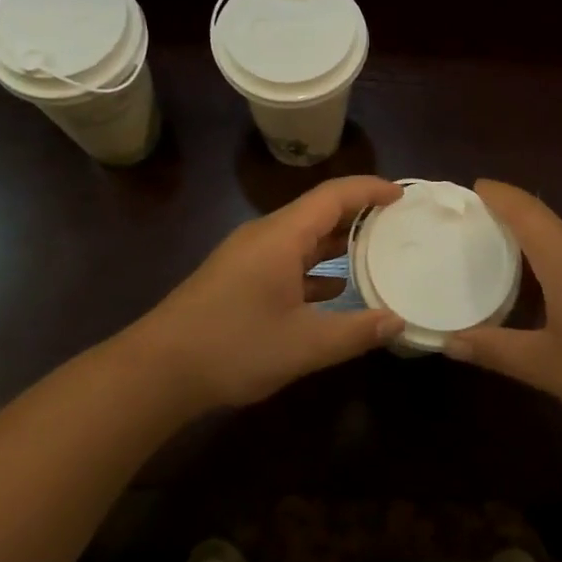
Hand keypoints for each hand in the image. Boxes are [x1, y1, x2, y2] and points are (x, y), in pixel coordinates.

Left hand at [126, 176, 404, 413]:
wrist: (158, 370)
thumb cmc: (234, 347)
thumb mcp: (304, 345)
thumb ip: (356, 331)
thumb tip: (397, 321)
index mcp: (281, 237)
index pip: (334, 196)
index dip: (370, 190)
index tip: (403, 196)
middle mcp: (264, 236)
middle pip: (318, 211)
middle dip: (359, 213)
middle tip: (398, 223)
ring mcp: (247, 257)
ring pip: (301, 237)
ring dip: (337, 241)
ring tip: (377, 251)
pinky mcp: (237, 278)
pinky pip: (286, 259)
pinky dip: (315, 266)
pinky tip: (335, 288)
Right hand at [445, 180, 561, 448]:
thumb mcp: (547, 367)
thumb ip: (495, 349)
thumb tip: (447, 341)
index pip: (527, 211)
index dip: (499, 195)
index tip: (476, 188)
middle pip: (551, 229)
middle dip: (521, 234)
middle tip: (490, 252)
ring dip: (552, 258)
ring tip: (529, 287)